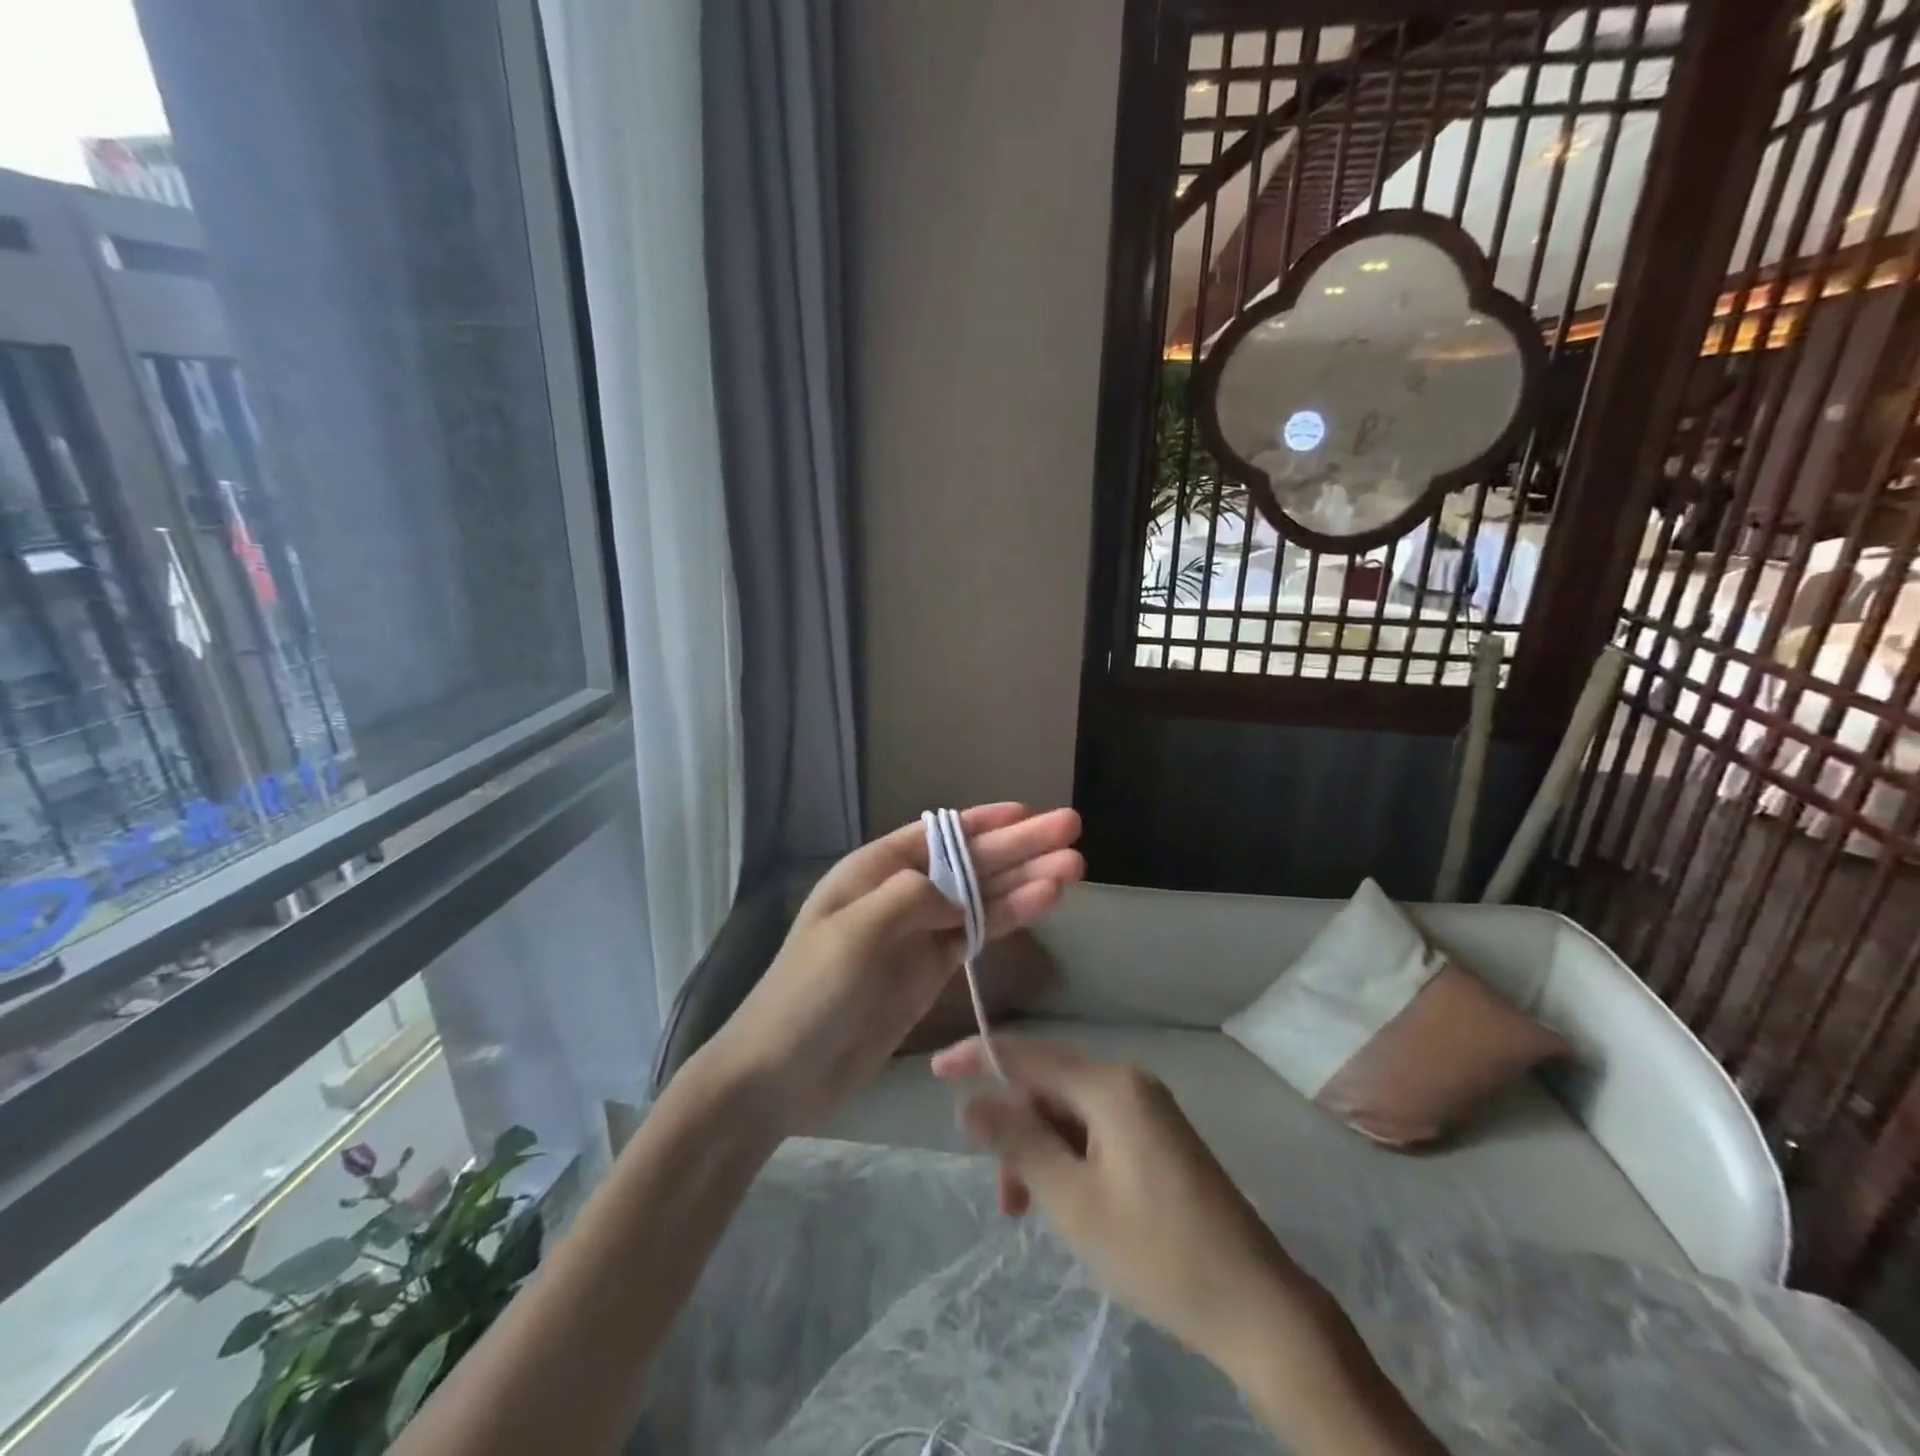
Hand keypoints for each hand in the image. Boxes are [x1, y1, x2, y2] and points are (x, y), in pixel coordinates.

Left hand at [703, 805, 1082, 1134]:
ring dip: (1025, 880)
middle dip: (1018, 846)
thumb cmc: (809, 994)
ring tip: (1074, 867)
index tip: (1027, 812)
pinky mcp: (930, 972)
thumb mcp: (853, 933)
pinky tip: (1044, 902)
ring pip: (981, 897)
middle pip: (969, 862)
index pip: (936, 835)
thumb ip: (911, 898)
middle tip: (1071, 830)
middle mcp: (899, 895)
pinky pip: (976, 935)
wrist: (781, 1075)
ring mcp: (918, 935)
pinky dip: (1009, 918)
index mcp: (872, 872)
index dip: (983, 822)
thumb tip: (961, 890)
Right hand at [932, 1037, 1301, 1374]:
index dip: (978, 1058)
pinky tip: (1066, 1202)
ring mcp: (1148, 1109)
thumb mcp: (1072, 1201)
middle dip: (1015, 1131)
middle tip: (1003, 1196)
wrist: (1256, 1306)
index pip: (1028, 1055)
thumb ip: (1017, 1142)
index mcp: (1110, 1085)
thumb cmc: (1156, 1251)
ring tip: (1030, 1213)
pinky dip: (1069, 1159)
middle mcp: (1129, 1082)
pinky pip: (1095, 1131)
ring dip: (1041, 1153)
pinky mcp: (1158, 1138)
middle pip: (1048, 1087)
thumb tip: (970, 1102)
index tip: (935, 1071)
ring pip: (1070, 1113)